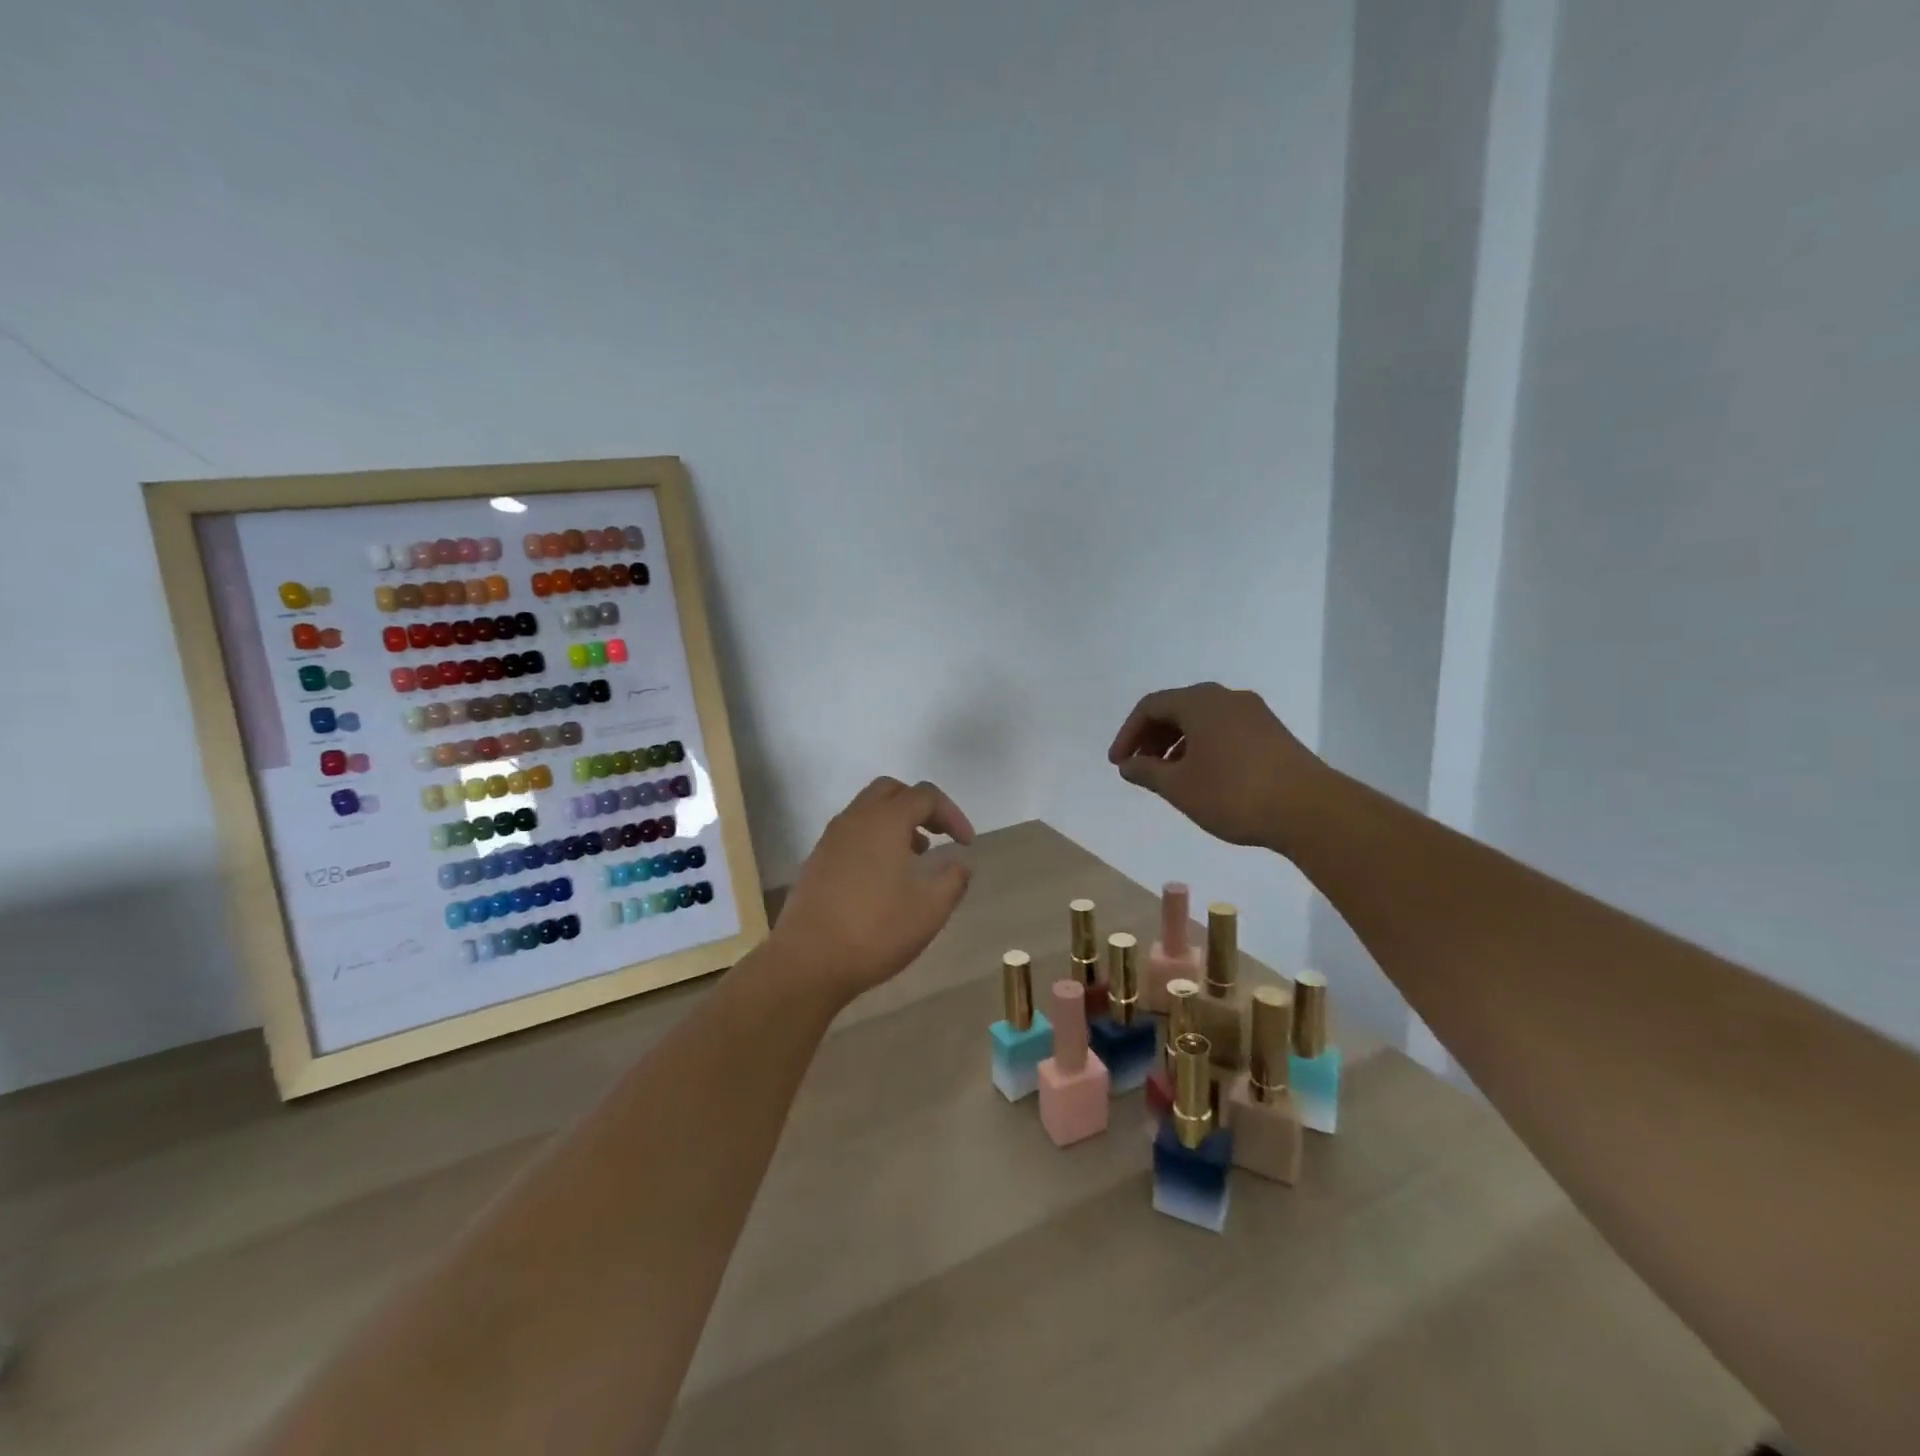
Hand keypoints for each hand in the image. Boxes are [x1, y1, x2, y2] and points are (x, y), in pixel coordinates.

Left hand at [766, 777, 975, 1006]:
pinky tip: (885, 876)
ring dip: (896, 822)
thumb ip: (953, 879)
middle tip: (939, 834)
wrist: (808, 961)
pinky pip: (852, 833)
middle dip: (920, 806)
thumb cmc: (876, 930)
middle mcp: (855, 819)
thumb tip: (959, 864)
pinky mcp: (817, 861)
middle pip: (891, 791)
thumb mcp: (930, 909)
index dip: (952, 814)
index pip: (925, 795)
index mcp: (885, 820)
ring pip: (868, 811)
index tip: (967, 844)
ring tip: (916, 856)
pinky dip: (875, 839)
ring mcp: (831, 839)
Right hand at [1107, 683, 1327, 852]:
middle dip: (1152, 737)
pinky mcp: (1271, 732)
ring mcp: (1253, 713)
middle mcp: (1226, 698)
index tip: (1119, 764)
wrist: (1309, 809)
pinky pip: (1224, 730)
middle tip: (1139, 768)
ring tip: (1168, 776)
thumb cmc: (1233, 793)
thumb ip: (1147, 772)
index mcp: (1200, 702)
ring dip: (1176, 743)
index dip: (1128, 734)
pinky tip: (1202, 776)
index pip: (1151, 706)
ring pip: (1202, 720)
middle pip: (1177, 708)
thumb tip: (1127, 765)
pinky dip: (1202, 746)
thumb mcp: (1179, 787)